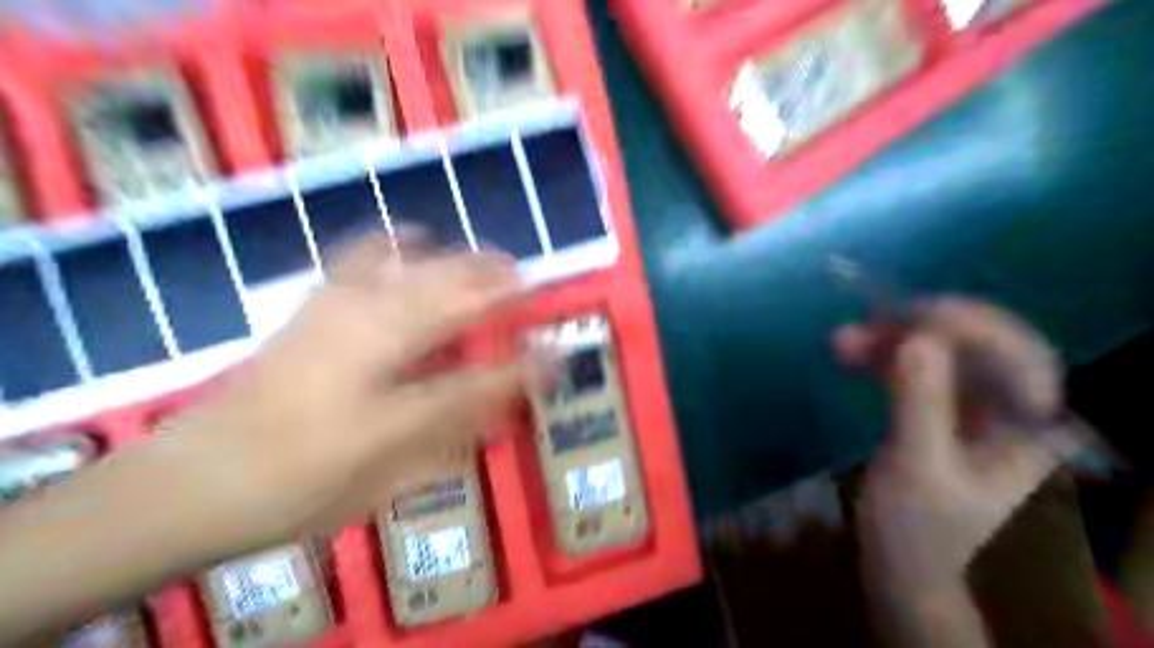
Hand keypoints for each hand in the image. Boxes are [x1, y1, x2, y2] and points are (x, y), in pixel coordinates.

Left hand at [164, 234, 527, 546]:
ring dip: (456, 259)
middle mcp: (371, 333)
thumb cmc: (297, 486)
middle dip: (496, 281)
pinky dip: (396, 244)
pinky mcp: (312, 305)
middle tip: (528, 281)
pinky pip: (363, 256)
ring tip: (485, 261)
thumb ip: (449, 437)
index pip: (480, 374)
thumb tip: (502, 415)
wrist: (191, 480)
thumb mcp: (386, 477)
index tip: (559, 353)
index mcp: (392, 388)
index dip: (525, 364)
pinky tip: (410, 242)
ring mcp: (336, 309)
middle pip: (450, 292)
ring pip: (413, 264)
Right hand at [834, 299, 1067, 585]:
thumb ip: (920, 404)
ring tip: (843, 338)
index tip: (916, 315)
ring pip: (941, 350)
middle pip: (978, 343)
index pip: (1021, 356)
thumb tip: (915, 339)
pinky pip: (915, 364)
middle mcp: (1009, 407)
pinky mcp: (937, 405)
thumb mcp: (917, 467)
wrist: (898, 560)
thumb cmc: (916, 526)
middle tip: (871, 319)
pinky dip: (881, 354)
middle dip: (922, 327)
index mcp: (1028, 428)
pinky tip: (848, 351)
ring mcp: (971, 404)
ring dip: (892, 338)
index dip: (974, 327)